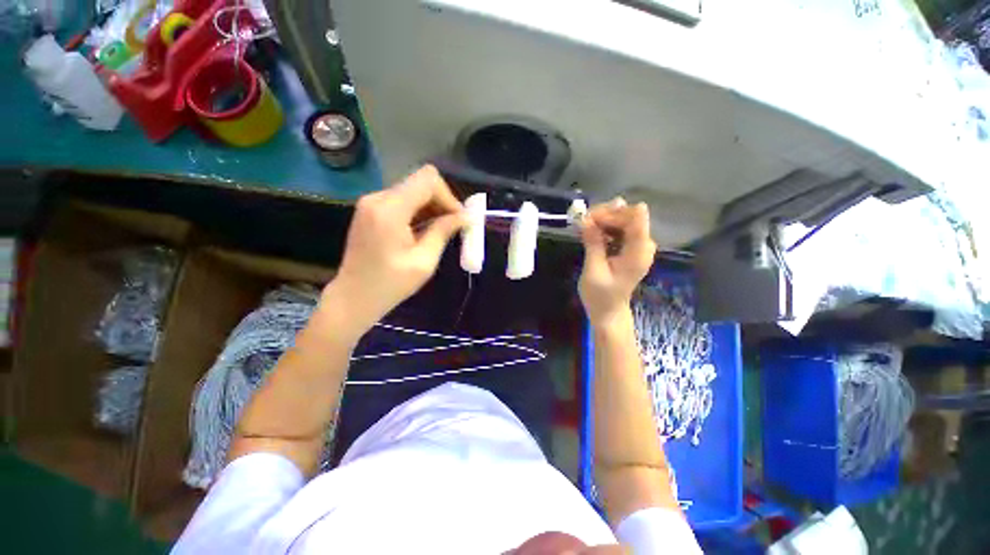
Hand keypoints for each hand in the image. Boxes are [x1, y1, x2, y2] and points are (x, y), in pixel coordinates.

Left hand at [325, 165, 464, 333]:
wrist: (353, 297)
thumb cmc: (390, 285)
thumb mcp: (424, 262)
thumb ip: (443, 232)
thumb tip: (464, 217)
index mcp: (390, 210)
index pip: (428, 179)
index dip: (448, 196)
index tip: (458, 220)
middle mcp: (377, 198)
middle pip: (420, 182)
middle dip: (441, 202)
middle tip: (453, 227)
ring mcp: (371, 202)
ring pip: (413, 190)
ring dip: (431, 207)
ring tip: (440, 232)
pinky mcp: (370, 209)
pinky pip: (402, 200)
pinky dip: (418, 211)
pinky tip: (423, 231)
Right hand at [578, 198, 655, 327]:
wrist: (608, 311)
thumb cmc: (600, 295)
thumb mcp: (593, 270)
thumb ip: (593, 243)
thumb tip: (586, 218)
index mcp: (638, 252)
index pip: (636, 217)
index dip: (613, 213)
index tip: (591, 221)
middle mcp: (643, 244)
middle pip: (629, 214)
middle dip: (605, 215)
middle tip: (583, 223)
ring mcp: (638, 245)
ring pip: (623, 219)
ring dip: (603, 220)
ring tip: (584, 227)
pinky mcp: (631, 247)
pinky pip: (620, 228)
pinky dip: (605, 227)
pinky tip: (591, 233)